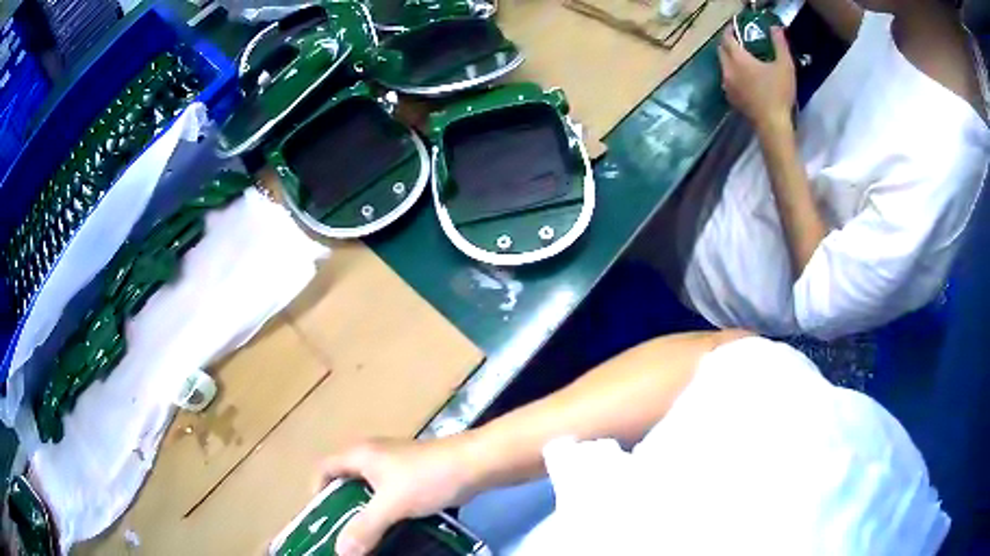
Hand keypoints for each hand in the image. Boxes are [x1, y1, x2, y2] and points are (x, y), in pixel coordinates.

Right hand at [318, 437, 478, 555]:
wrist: (476, 464)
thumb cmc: (428, 478)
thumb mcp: (392, 505)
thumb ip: (365, 528)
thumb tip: (340, 552)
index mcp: (360, 455)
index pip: (324, 468)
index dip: (316, 491)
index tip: (320, 519)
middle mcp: (374, 456)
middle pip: (346, 481)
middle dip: (342, 508)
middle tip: (343, 534)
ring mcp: (396, 465)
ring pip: (370, 491)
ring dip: (366, 513)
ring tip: (366, 538)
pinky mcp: (415, 475)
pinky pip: (390, 495)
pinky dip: (386, 512)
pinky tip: (393, 529)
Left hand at [718, 26, 795, 130]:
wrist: (772, 125)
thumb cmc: (779, 93)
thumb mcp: (785, 65)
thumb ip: (780, 44)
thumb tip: (775, 28)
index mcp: (738, 59)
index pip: (727, 38)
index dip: (730, 30)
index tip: (737, 27)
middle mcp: (727, 70)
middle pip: (722, 50)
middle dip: (728, 43)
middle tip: (741, 41)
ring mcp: (727, 86)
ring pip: (723, 65)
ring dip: (730, 58)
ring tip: (744, 59)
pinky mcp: (731, 99)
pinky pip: (727, 80)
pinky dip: (732, 73)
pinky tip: (744, 78)